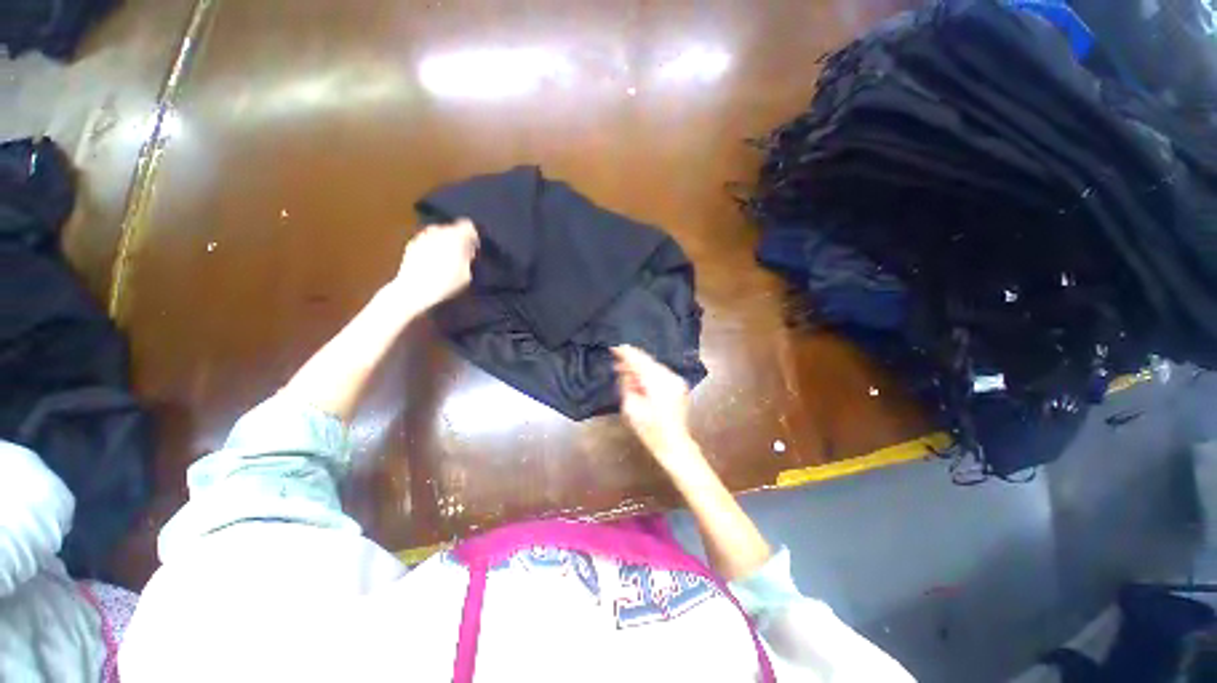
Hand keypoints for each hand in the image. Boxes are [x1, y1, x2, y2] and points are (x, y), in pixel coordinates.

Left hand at [391, 219, 479, 310]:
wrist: (415, 289)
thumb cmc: (446, 283)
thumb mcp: (467, 274)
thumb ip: (468, 257)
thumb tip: (468, 250)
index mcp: (455, 236)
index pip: (468, 226)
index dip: (472, 236)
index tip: (473, 247)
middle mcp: (438, 231)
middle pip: (452, 228)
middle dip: (457, 238)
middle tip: (461, 254)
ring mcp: (423, 236)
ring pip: (438, 233)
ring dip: (444, 241)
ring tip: (446, 257)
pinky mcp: (411, 243)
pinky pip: (426, 240)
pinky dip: (432, 246)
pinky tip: (432, 261)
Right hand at [612, 345, 695, 464]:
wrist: (674, 444)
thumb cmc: (650, 431)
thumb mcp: (631, 408)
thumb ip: (627, 384)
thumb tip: (625, 370)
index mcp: (658, 383)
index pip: (640, 361)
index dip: (626, 353)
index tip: (614, 348)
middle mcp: (671, 378)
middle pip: (648, 361)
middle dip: (632, 360)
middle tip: (617, 362)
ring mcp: (678, 381)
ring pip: (654, 366)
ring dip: (640, 367)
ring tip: (626, 372)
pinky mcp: (679, 385)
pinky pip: (661, 373)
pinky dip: (649, 373)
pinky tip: (640, 379)